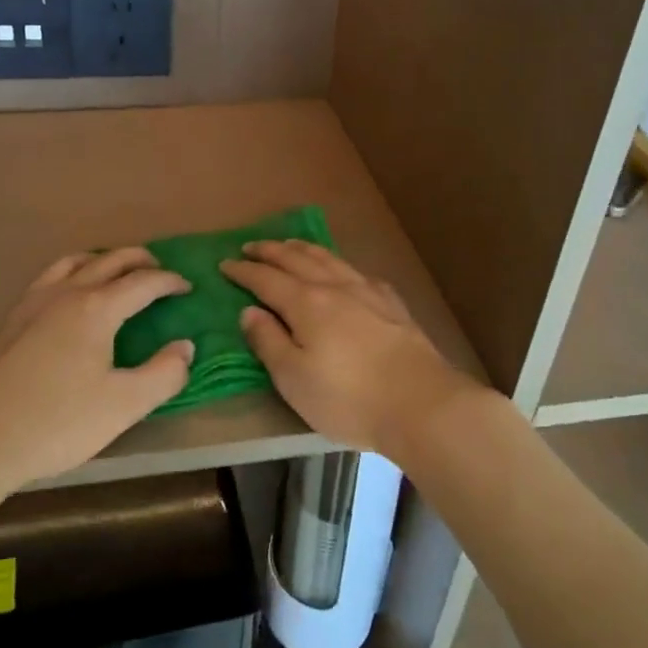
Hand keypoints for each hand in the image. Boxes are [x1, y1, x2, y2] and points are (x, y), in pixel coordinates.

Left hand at [0, 248, 193, 491]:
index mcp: (96, 308)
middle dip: (139, 260)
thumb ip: (163, 374)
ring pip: (74, 262)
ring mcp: (33, 302)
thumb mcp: (124, 405)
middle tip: (158, 270)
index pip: (143, 282)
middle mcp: (66, 293)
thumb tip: (185, 347)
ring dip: (102, 260)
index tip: (187, 287)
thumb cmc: (57, 422)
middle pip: (109, 261)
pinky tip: (68, 296)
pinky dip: (72, 272)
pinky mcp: (11, 318)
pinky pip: (49, 277)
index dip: (169, 281)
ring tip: (115, 272)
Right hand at [220, 240, 480, 459]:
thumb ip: (269, 341)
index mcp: (306, 303)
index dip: (244, 272)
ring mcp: (368, 291)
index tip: (225, 265)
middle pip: (297, 260)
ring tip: (290, 245)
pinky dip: (338, 264)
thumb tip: (249, 311)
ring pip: (329, 259)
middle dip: (270, 251)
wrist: (421, 402)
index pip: (266, 279)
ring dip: (303, 249)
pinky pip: (357, 271)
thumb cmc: (348, 397)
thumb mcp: (294, 378)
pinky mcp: (392, 304)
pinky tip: (342, 271)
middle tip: (251, 246)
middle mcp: (335, 287)